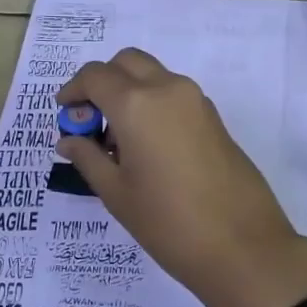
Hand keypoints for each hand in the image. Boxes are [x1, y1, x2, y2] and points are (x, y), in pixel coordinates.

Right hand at [55, 49, 306, 306]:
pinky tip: (147, 146)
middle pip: (127, 62)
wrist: (243, 245)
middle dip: (103, 80)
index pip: (96, 75)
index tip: (64, 112)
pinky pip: (174, 93)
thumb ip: (89, 158)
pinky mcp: (213, 116)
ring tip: (118, 140)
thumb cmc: (168, 222)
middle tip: (90, 119)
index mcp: (137, 104)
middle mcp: (167, 89)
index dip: (74, 90)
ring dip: (129, 90)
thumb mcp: (117, 194)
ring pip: (153, 74)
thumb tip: (69, 139)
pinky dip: (153, 102)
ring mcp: (196, 100)